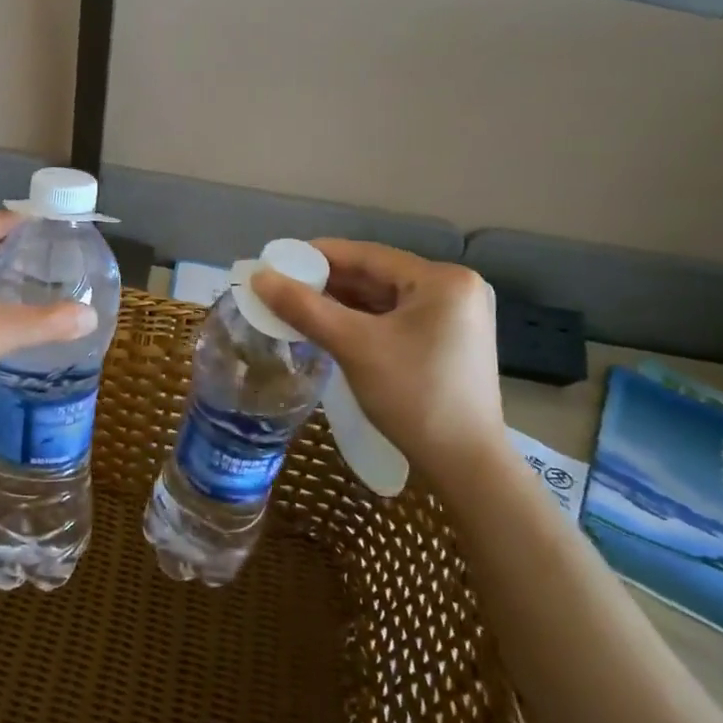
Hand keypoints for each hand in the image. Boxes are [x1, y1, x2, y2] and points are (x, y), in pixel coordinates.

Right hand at [251, 240, 509, 492]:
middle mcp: (455, 289)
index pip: (368, 255)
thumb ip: (304, 307)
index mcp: (443, 280)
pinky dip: (361, 321)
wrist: (465, 466)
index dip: (318, 255)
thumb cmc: (414, 396)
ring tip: (295, 306)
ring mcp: (455, 317)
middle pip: (376, 276)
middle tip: (280, 287)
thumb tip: (258, 277)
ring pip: (383, 299)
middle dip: (327, 283)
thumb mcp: (354, 346)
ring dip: (341, 303)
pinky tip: (328, 326)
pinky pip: (395, 319)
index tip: (277, 260)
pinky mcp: (448, 342)